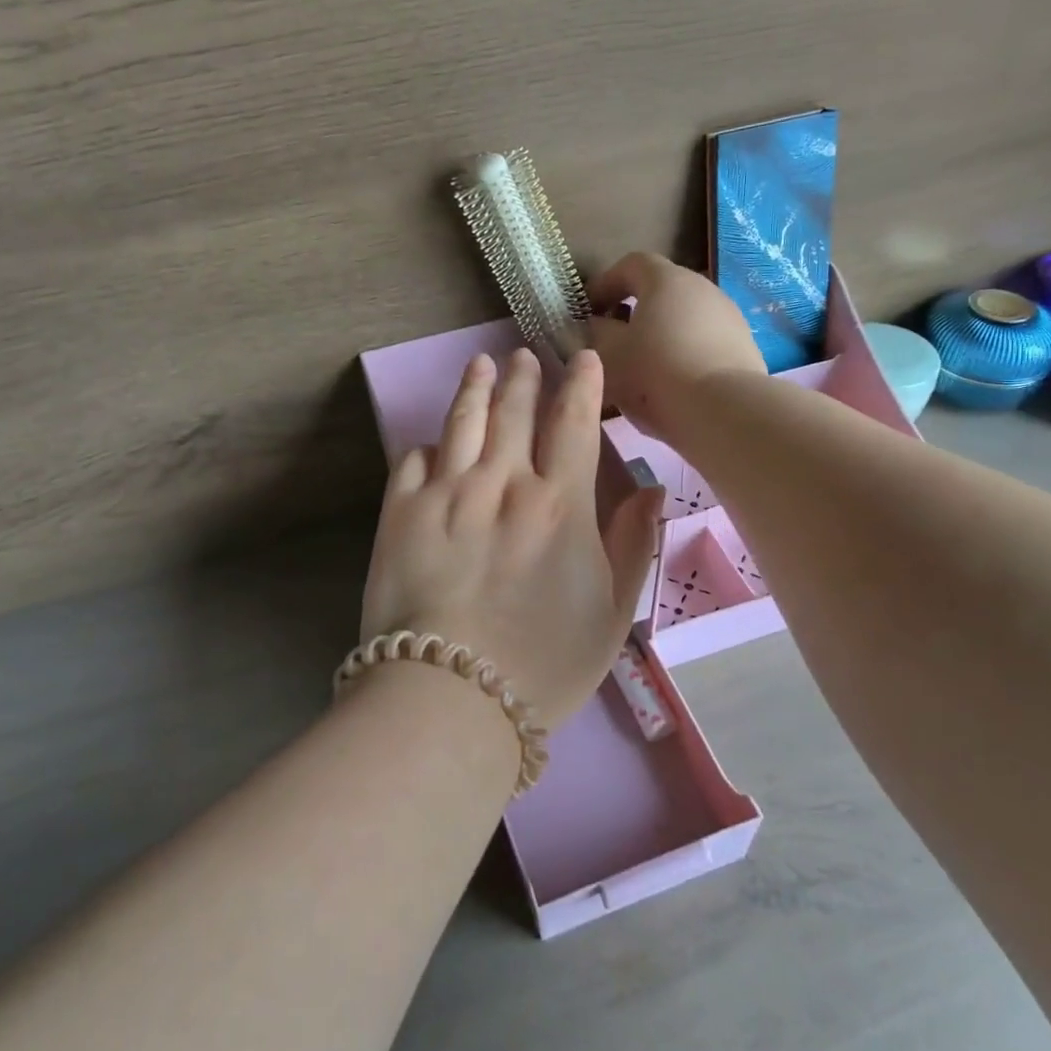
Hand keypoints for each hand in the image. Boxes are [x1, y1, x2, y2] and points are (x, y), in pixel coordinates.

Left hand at [359, 347, 663, 730]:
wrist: (451, 695)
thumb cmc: (544, 663)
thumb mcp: (611, 613)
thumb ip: (633, 544)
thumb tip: (650, 490)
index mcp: (559, 504)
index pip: (574, 424)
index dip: (582, 385)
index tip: (583, 358)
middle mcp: (503, 483)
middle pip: (515, 412)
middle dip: (524, 377)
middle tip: (524, 355)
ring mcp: (447, 492)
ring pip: (463, 421)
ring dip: (475, 387)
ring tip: (482, 364)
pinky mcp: (401, 511)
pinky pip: (413, 459)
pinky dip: (426, 445)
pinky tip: (432, 440)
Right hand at [585, 252, 766, 443]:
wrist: (724, 412)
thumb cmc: (654, 373)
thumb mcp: (607, 353)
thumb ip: (596, 332)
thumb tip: (597, 324)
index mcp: (666, 280)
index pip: (631, 264)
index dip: (605, 283)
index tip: (587, 310)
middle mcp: (702, 288)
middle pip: (661, 291)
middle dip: (633, 311)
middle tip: (612, 339)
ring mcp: (729, 317)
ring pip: (684, 319)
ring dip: (660, 335)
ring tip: (642, 368)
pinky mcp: (744, 347)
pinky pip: (704, 343)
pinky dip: (684, 354)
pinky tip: (673, 385)